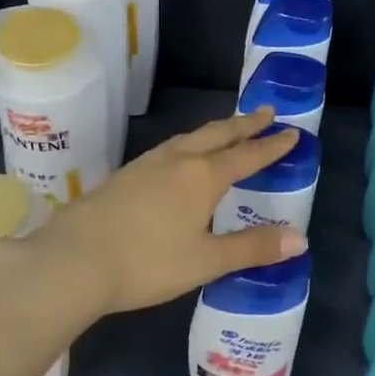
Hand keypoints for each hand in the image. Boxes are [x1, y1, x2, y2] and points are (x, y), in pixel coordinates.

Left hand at [23, 108, 305, 315]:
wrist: (73, 260)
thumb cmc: (147, 262)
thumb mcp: (205, 260)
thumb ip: (252, 248)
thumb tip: (300, 239)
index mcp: (203, 177)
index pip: (247, 156)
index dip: (271, 145)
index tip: (292, 132)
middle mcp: (178, 160)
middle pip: (218, 134)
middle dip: (245, 124)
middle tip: (267, 112)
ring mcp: (148, 164)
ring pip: (190, 137)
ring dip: (215, 130)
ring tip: (227, 129)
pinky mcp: (125, 174)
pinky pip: (169, 147)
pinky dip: (189, 142)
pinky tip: (180, 155)